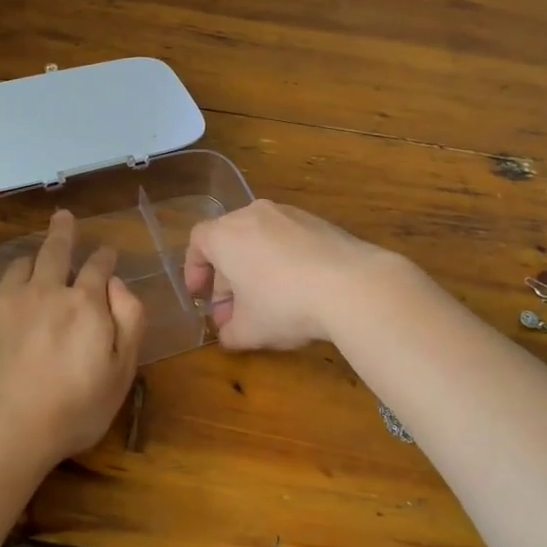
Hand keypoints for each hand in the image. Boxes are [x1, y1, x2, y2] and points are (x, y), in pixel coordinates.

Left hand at [0, 210, 145, 463]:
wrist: (6, 431)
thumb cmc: (73, 410)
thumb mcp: (122, 372)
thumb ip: (130, 321)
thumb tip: (118, 283)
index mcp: (86, 303)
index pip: (99, 268)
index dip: (104, 258)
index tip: (107, 254)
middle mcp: (48, 289)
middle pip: (57, 251)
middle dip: (64, 233)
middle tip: (65, 219)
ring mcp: (7, 296)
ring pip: (22, 261)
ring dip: (32, 253)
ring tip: (34, 251)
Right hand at [183, 199, 397, 349]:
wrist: (351, 285)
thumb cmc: (285, 305)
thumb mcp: (249, 330)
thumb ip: (229, 332)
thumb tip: (228, 333)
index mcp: (226, 234)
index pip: (197, 242)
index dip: (195, 270)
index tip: (201, 295)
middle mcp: (253, 214)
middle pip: (229, 239)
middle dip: (227, 276)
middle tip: (234, 309)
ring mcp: (289, 214)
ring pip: (260, 238)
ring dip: (256, 266)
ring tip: (267, 301)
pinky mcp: (318, 221)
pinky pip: (288, 238)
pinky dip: (283, 259)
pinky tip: (299, 288)